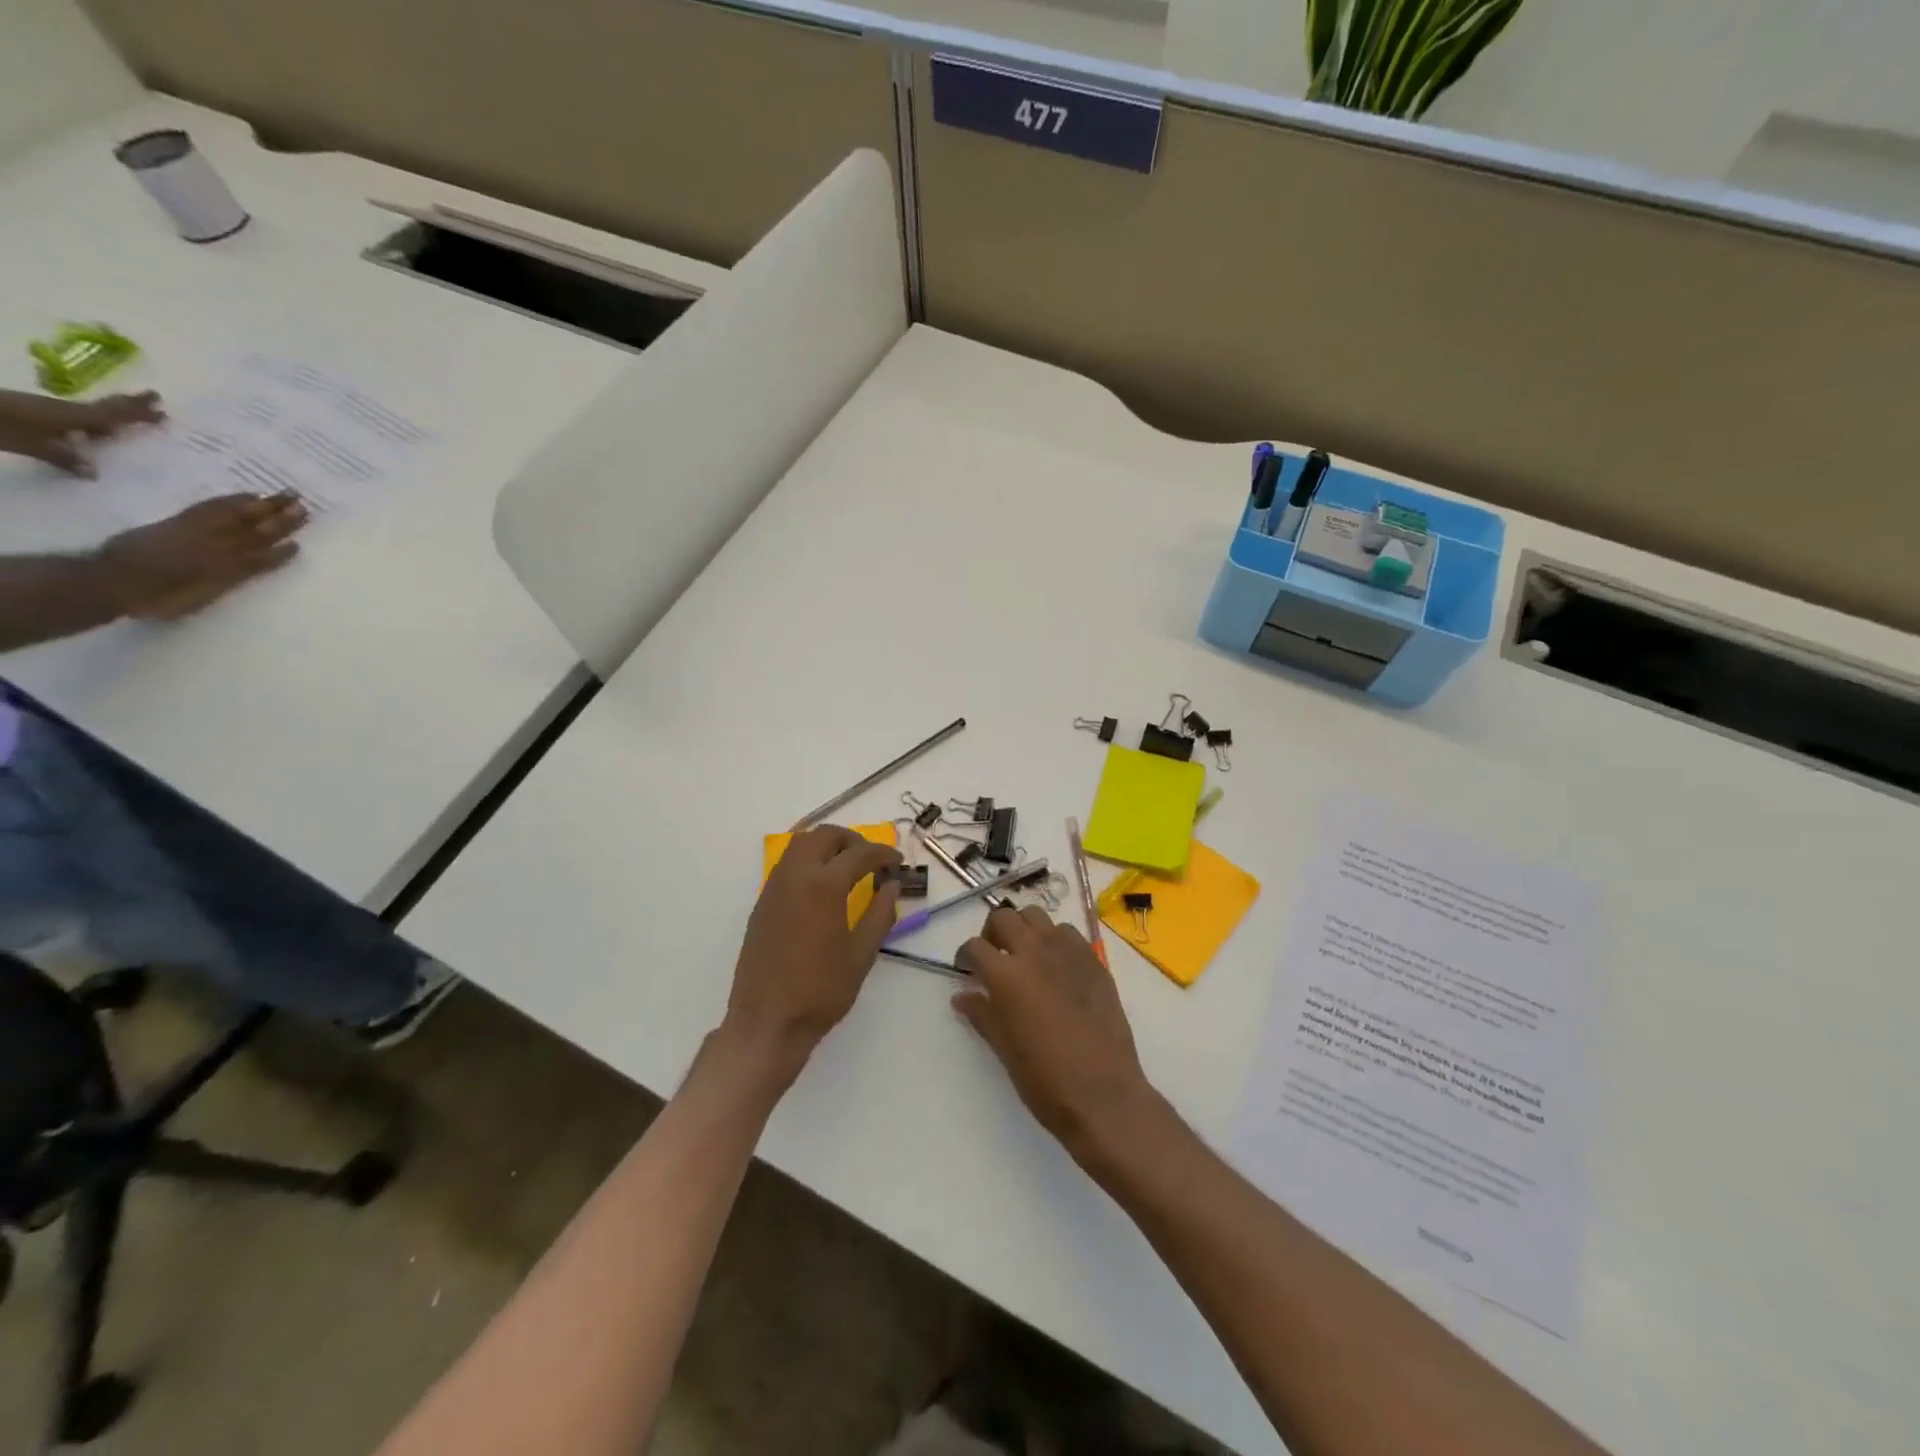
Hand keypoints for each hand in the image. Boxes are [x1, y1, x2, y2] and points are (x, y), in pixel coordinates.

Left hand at [0, 390, 163, 474]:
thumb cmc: (1, 426)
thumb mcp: (32, 445)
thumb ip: (64, 457)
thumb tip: (94, 472)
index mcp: (72, 417)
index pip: (113, 414)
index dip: (137, 411)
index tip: (161, 405)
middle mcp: (65, 411)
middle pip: (103, 407)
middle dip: (128, 405)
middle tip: (153, 399)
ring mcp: (48, 411)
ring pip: (90, 412)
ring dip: (113, 413)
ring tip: (131, 416)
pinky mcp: (35, 415)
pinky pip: (76, 418)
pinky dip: (93, 421)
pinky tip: (93, 429)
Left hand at [99, 493, 308, 619]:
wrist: (114, 579)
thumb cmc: (160, 599)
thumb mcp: (200, 599)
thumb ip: (227, 583)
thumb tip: (248, 571)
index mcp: (229, 570)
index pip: (262, 557)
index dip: (281, 552)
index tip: (299, 543)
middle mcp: (221, 548)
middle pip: (256, 531)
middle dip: (281, 519)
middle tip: (302, 505)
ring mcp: (201, 531)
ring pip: (239, 516)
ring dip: (264, 506)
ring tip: (284, 495)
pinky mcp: (182, 521)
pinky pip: (211, 507)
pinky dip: (230, 500)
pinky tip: (245, 496)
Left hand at [724, 825, 903, 1070]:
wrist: (767, 1022)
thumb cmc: (821, 991)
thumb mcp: (862, 954)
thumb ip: (880, 913)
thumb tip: (892, 885)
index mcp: (824, 886)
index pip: (859, 853)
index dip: (883, 853)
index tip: (897, 862)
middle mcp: (795, 876)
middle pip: (824, 835)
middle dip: (852, 840)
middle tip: (872, 859)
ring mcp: (773, 888)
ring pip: (800, 844)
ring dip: (827, 846)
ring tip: (848, 867)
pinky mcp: (762, 903)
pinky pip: (787, 865)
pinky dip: (808, 860)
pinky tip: (823, 886)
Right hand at [955, 906, 1155, 1156]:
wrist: (1103, 1094)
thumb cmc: (1045, 1079)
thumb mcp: (1004, 1048)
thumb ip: (981, 1013)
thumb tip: (962, 996)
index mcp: (1007, 975)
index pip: (975, 947)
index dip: (966, 957)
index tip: (967, 970)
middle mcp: (1035, 952)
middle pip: (1003, 917)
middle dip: (992, 933)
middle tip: (994, 958)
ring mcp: (1068, 951)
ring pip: (1036, 916)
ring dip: (1024, 929)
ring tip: (1025, 956)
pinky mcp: (1094, 960)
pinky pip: (1067, 933)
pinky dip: (1054, 940)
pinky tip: (1056, 966)